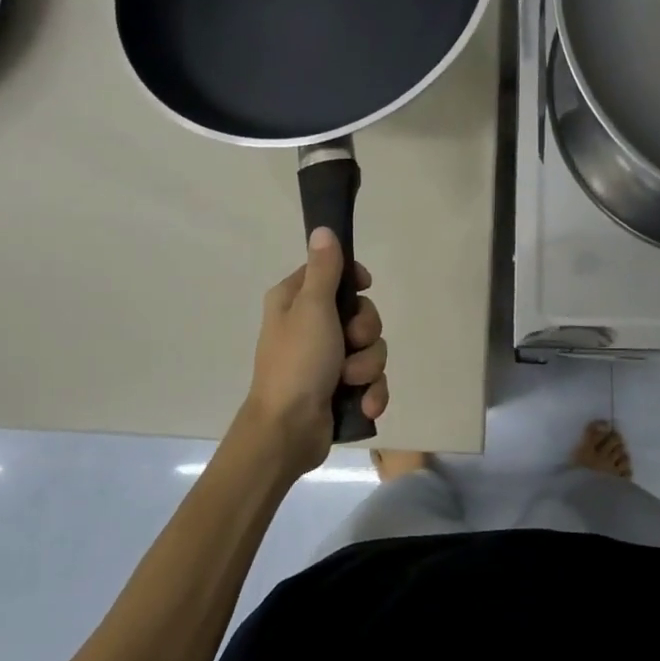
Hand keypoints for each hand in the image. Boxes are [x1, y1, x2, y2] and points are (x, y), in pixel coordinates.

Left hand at [242, 228, 388, 474]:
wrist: (288, 431)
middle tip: (350, 343)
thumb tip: (323, 229)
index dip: (354, 280)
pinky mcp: (340, 388)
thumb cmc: (297, 362)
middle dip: (365, 333)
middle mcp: (311, 326)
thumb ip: (323, 269)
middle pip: (361, 313)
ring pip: (371, 348)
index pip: (333, 273)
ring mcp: (327, 360)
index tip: (363, 287)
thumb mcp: (312, 308)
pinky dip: (371, 392)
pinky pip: (371, 380)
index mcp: (295, 301)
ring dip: (367, 366)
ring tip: (350, 381)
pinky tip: (364, 404)